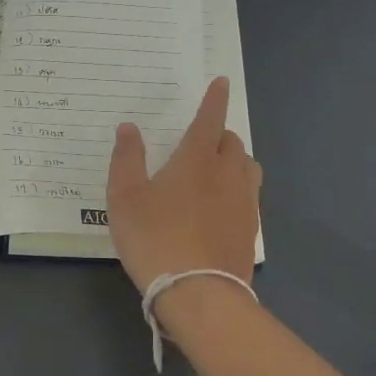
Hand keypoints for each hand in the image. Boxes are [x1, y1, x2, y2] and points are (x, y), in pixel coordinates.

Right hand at [105, 76, 261, 293]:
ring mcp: (244, 202)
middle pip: (231, 142)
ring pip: (246, 167)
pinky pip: (249, 196)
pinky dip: (237, 189)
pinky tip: (221, 206)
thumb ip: (126, 159)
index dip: (215, 99)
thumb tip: (129, 128)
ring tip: (216, 169)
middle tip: (201, 139)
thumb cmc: (154, 238)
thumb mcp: (125, 198)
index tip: (222, 82)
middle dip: (219, 133)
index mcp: (196, 159)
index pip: (209, 119)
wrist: (199, 293)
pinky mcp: (250, 229)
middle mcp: (226, 174)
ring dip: (233, 160)